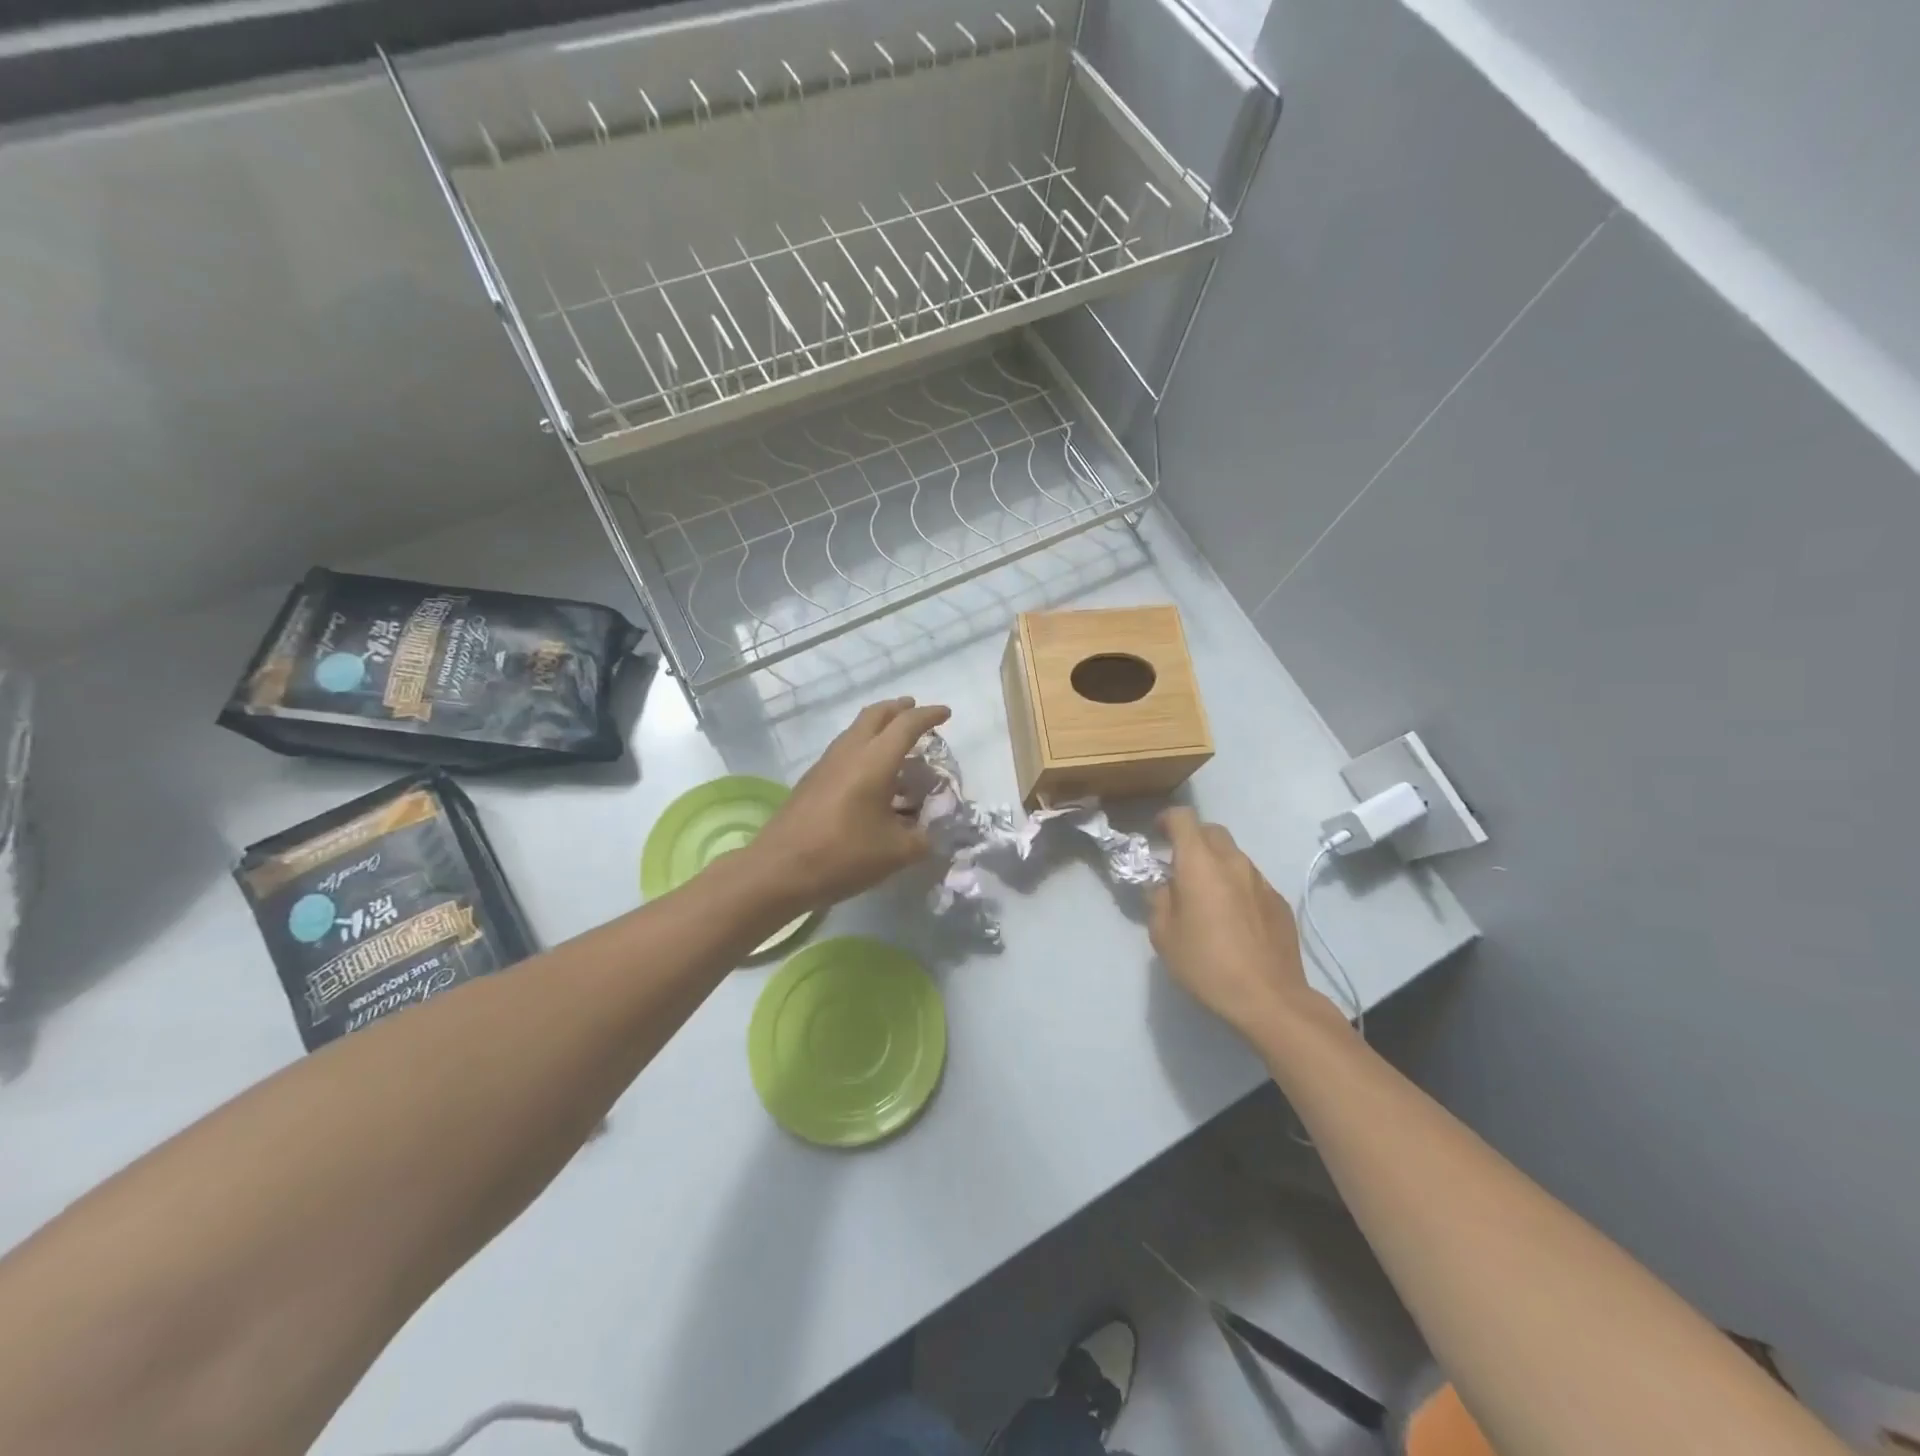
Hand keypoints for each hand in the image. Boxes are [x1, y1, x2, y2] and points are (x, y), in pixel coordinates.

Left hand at [748, 698, 951, 909]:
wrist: (779, 870)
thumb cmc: (843, 855)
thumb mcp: (896, 853)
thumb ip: (921, 839)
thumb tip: (929, 834)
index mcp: (874, 761)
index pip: (906, 725)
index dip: (928, 716)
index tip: (945, 714)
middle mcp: (849, 752)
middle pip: (875, 715)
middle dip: (898, 709)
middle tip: (915, 711)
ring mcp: (826, 764)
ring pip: (855, 730)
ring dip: (878, 727)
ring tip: (895, 741)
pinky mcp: (812, 780)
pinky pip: (844, 750)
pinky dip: (863, 748)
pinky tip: (870, 775)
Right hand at [1147, 808, 1320, 1037]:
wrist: (1269, 997)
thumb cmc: (1206, 964)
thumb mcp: (1163, 935)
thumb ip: (1159, 900)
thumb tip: (1164, 886)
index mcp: (1199, 864)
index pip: (1183, 818)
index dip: (1167, 819)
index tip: (1156, 834)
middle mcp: (1233, 862)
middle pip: (1212, 831)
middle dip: (1193, 839)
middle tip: (1179, 865)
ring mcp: (1260, 880)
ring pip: (1234, 855)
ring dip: (1216, 864)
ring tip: (1206, 895)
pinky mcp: (1279, 901)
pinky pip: (1251, 881)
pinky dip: (1237, 886)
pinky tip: (1233, 918)